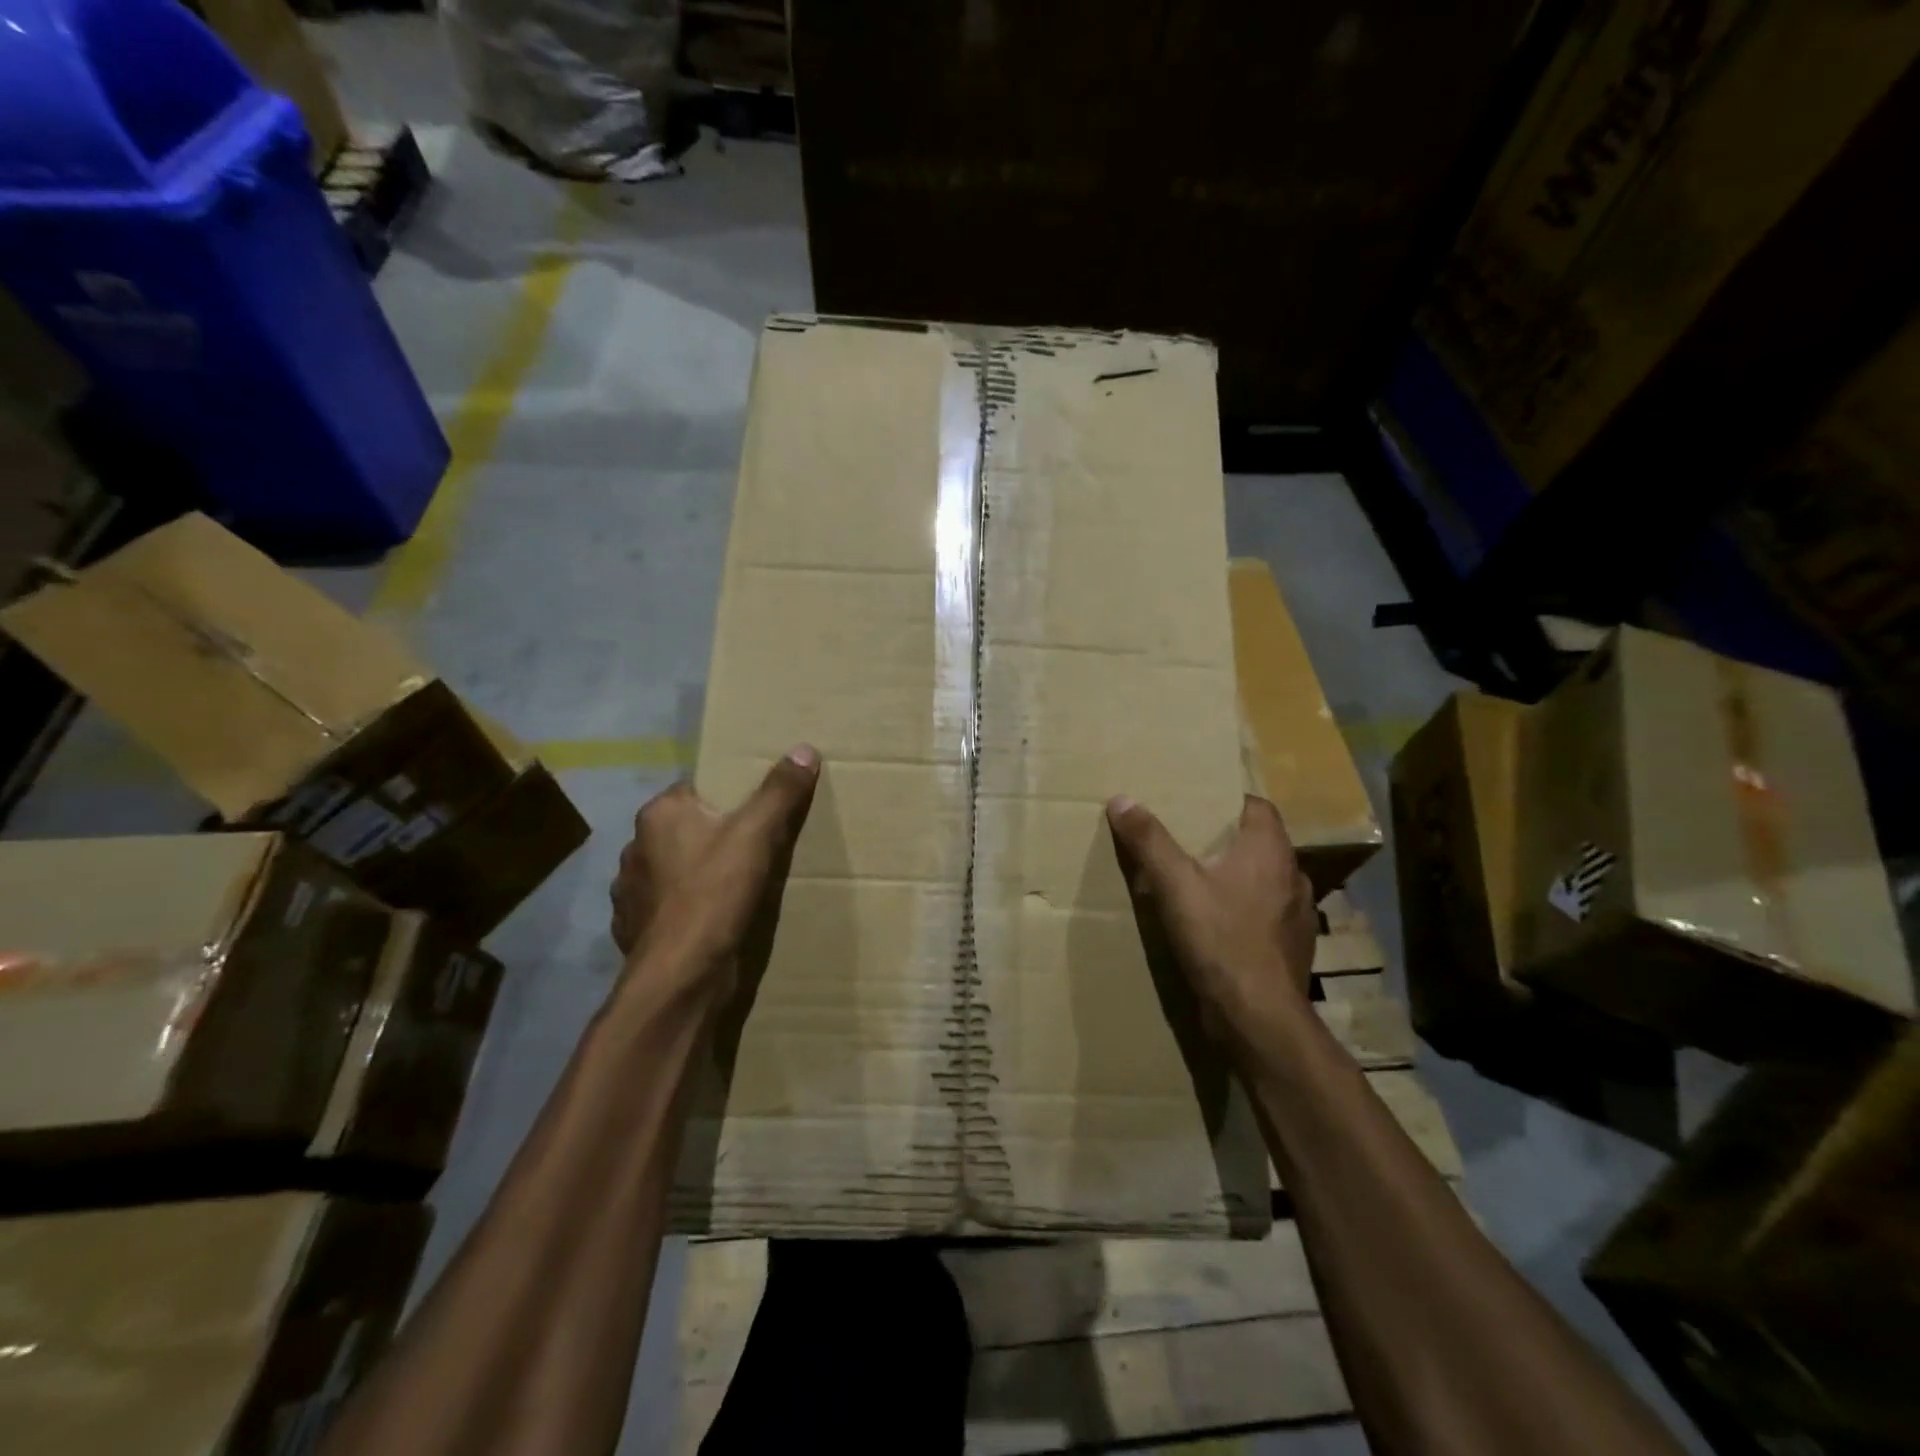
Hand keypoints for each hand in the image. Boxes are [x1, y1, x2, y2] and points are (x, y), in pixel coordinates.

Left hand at [611, 746, 820, 985]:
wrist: (680, 976)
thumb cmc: (715, 894)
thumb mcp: (758, 835)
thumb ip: (780, 791)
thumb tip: (804, 749)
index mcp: (659, 815)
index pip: (695, 790)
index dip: (727, 799)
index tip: (755, 813)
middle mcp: (635, 847)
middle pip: (684, 830)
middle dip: (713, 837)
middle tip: (752, 850)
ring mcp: (629, 892)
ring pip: (672, 870)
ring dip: (695, 875)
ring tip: (732, 888)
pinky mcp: (632, 929)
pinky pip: (664, 907)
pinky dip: (684, 909)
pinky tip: (709, 920)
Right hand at [1106, 793, 1316, 1042]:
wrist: (1259, 1017)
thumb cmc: (1220, 939)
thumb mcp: (1174, 885)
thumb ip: (1149, 841)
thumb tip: (1122, 799)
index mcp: (1270, 850)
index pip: (1256, 805)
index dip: (1226, 801)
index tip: (1195, 805)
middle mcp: (1292, 875)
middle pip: (1259, 842)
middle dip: (1226, 839)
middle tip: (1187, 841)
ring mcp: (1298, 914)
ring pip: (1264, 880)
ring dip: (1237, 877)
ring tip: (1199, 881)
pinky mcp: (1293, 946)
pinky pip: (1266, 913)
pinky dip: (1244, 910)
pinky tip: (1218, 924)